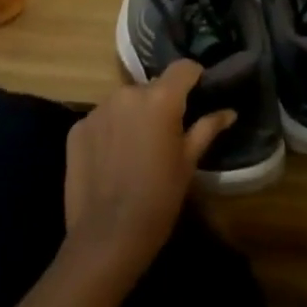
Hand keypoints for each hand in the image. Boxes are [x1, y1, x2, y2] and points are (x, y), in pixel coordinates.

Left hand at [63, 61, 234, 281]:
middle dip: (160, 103)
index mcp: (161, 98)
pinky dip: (109, 131)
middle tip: (165, 134)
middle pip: (152, 87)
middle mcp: (128, 93)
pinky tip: (111, 160)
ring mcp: (98, 110)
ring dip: (133, 116)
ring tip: (135, 150)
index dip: (193, 77)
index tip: (198, 94)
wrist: (107, 238)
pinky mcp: (77, 129)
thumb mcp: (188, 163)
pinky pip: (101, 120)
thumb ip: (207, 128)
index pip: (183, 67)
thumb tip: (229, 111)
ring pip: (125, 103)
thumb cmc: (159, 198)